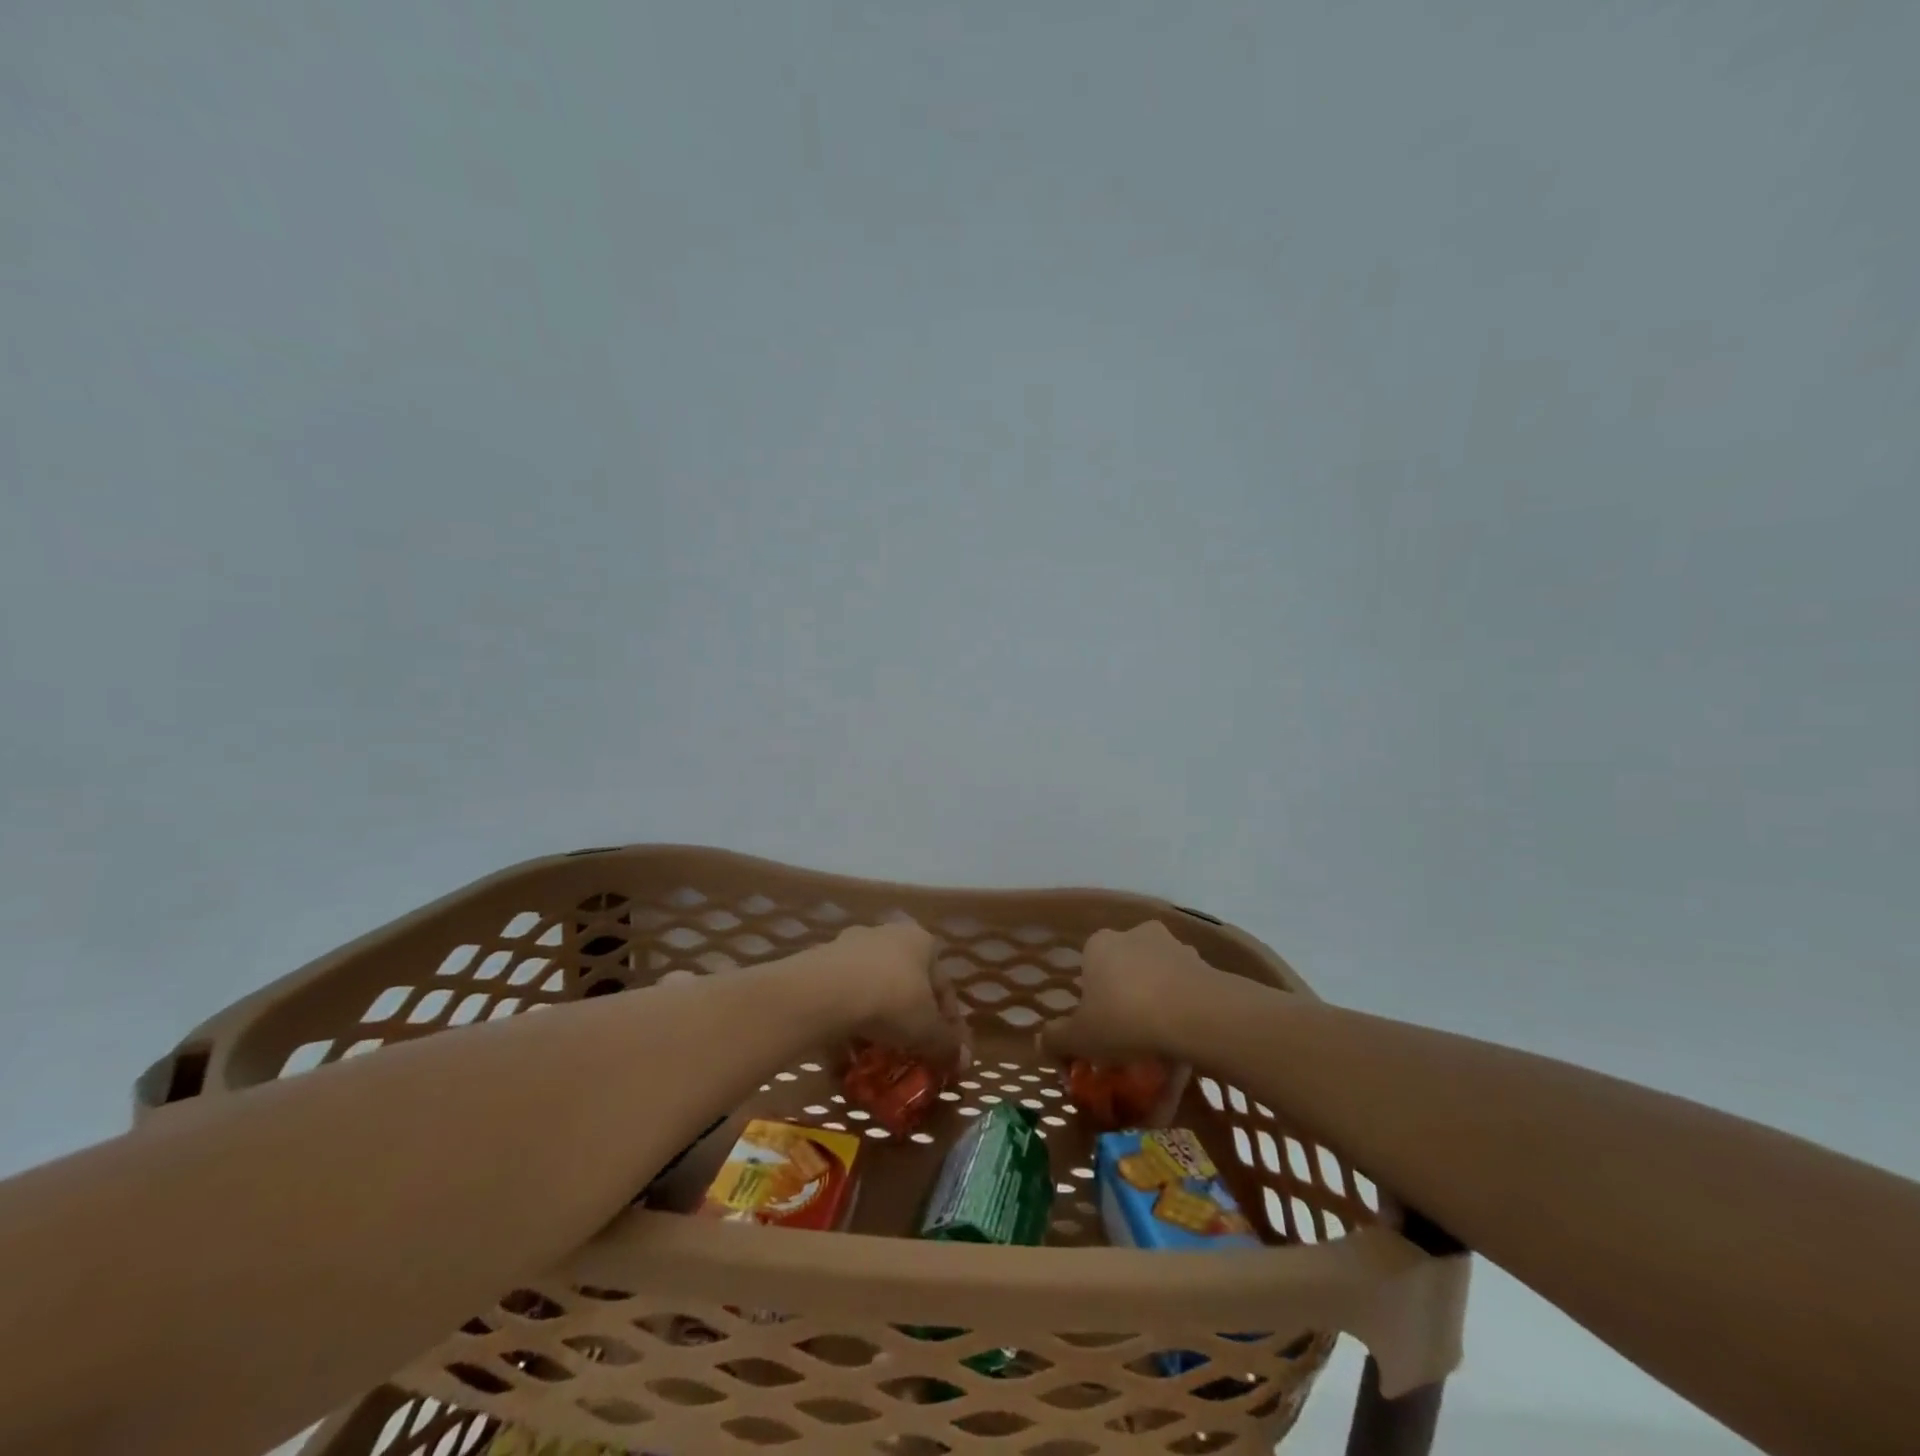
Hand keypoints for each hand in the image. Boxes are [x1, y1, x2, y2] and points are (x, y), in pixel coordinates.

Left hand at [825, 922, 970, 1072]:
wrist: (825, 991)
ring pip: (871, 991)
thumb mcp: (927, 1030)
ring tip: (875, 1058)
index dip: (950, 1023)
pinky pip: (841, 1000)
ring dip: (876, 1023)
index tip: (947, 1053)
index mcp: (921, 942)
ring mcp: (850, 947)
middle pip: (906, 984)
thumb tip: (963, 1060)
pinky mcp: (820, 964)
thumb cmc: (891, 1001)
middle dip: (909, 1020)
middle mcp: (888, 935)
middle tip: (911, 1053)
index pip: (943, 986)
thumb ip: (946, 1045)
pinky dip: (845, 1026)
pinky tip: (844, 1057)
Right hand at [1042, 920, 1221, 1063]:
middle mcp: (1134, 934)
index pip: (1088, 968)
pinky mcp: (1205, 963)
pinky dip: (1185, 1009)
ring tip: (1162, 1044)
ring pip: (1158, 977)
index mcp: (1099, 944)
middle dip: (1126, 998)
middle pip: (1124, 969)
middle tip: (1130, 1038)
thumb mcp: (1080, 1038)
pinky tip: (1187, 1041)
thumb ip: (1056, 1039)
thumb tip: (1041, 1042)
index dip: (1092, 1001)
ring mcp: (1174, 945)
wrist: (1198, 1015)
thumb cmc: (1126, 1019)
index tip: (1100, 1030)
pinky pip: (1187, 989)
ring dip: (1158, 1002)